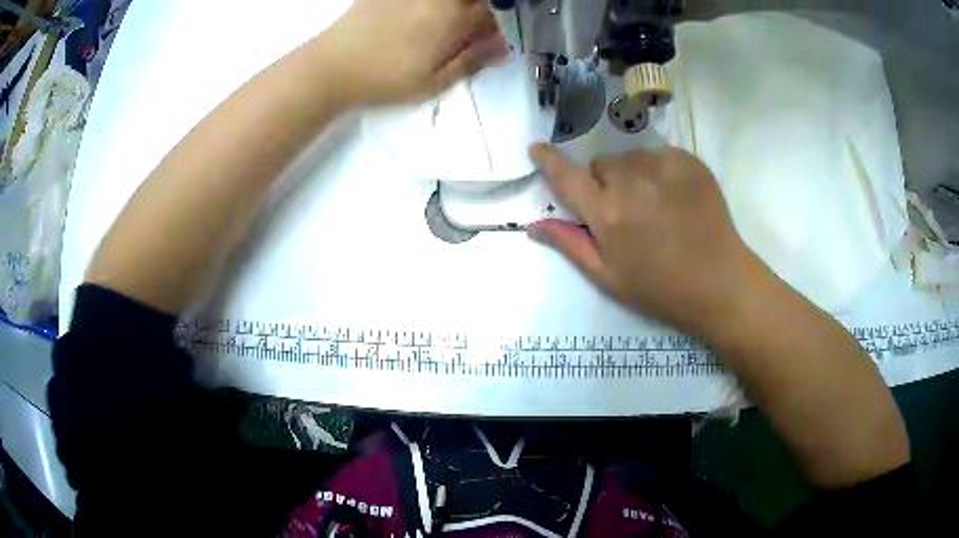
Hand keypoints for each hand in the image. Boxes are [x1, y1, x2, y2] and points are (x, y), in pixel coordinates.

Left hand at [322, 0, 507, 104]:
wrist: (332, 67)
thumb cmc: (385, 80)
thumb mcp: (433, 83)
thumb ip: (472, 61)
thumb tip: (505, 45)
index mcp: (453, 19)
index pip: (495, 9)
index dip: (501, 20)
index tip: (494, 33)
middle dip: (483, 9)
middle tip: (469, 27)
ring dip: (458, 7)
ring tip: (445, 24)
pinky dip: (429, 4)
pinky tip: (421, 14)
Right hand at [528, 144, 768, 335]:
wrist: (719, 282)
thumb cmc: (660, 288)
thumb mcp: (608, 277)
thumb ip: (570, 245)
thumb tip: (534, 225)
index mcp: (607, 213)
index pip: (566, 176)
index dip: (548, 160)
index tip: (538, 149)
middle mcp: (631, 181)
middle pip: (602, 164)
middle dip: (604, 182)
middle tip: (624, 210)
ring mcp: (663, 167)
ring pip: (631, 157)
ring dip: (633, 174)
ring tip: (654, 203)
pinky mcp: (689, 161)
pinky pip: (660, 155)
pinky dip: (660, 169)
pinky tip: (675, 196)